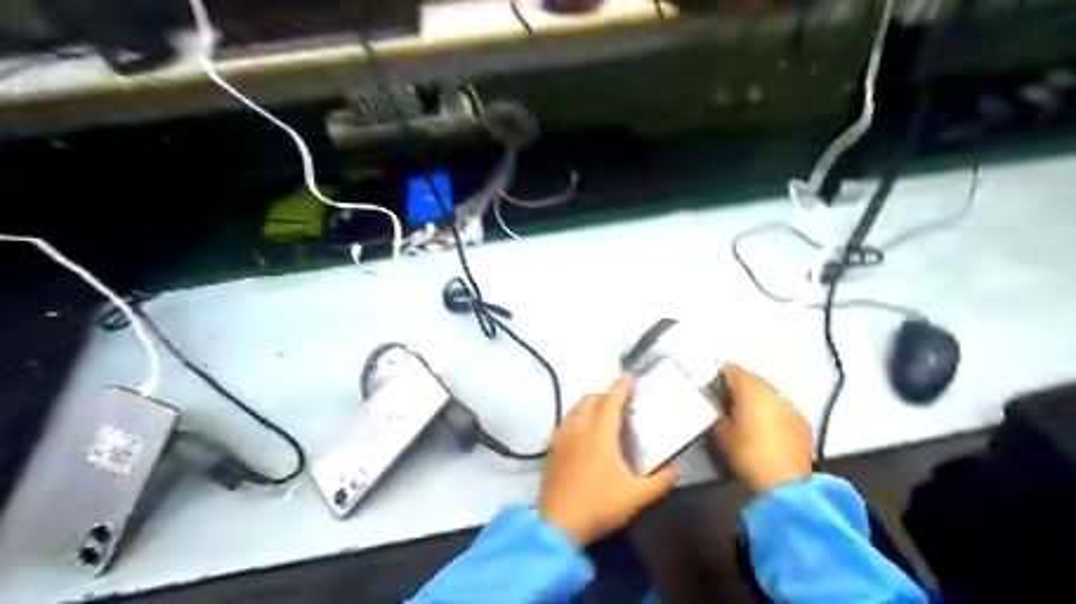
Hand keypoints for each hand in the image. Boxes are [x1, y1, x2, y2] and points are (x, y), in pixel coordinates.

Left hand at [537, 377, 680, 547]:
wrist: (559, 525)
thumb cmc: (600, 505)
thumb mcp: (636, 497)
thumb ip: (660, 482)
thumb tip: (677, 470)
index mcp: (600, 435)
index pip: (611, 402)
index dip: (621, 387)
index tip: (629, 376)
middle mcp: (578, 430)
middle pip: (590, 401)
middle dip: (604, 394)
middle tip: (619, 400)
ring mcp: (561, 440)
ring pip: (573, 411)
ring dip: (588, 404)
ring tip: (599, 411)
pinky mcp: (551, 451)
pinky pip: (563, 424)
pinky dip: (574, 419)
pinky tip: (578, 431)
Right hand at [712, 364, 816, 495]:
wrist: (786, 483)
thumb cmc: (747, 454)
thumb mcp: (722, 433)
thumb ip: (715, 410)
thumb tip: (710, 397)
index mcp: (750, 389)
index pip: (732, 370)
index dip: (720, 376)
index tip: (712, 387)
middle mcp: (772, 391)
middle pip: (753, 379)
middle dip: (740, 386)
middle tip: (727, 401)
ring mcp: (790, 405)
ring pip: (768, 393)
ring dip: (757, 398)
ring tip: (746, 415)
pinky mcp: (801, 421)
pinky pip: (781, 407)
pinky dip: (771, 411)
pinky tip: (765, 427)